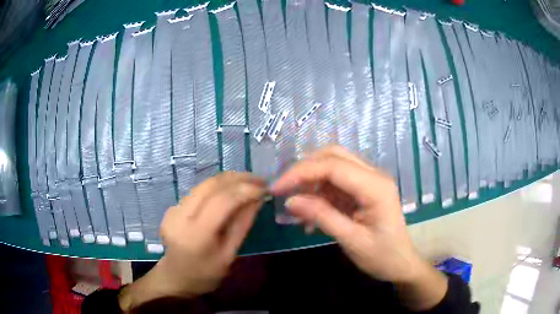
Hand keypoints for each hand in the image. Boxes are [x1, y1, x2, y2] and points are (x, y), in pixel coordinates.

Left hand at [119, 172, 265, 309]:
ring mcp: (172, 210)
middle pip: (210, 186)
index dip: (245, 190)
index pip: (222, 201)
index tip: (264, 188)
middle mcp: (180, 216)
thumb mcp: (229, 254)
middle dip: (238, 179)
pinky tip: (229, 191)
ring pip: (203, 185)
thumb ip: (242, 224)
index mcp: (196, 234)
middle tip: (259, 180)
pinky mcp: (171, 208)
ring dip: (227, 180)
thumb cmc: (206, 274)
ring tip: (248, 182)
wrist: (176, 278)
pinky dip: (216, 187)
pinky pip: (197, 191)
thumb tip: (257, 198)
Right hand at [271, 146, 446, 309]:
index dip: (301, 172)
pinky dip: (319, 192)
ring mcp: (370, 180)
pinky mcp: (364, 189)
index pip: (333, 166)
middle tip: (284, 189)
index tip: (277, 188)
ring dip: (311, 181)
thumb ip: (322, 216)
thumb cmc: (382, 256)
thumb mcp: (351, 240)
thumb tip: (290, 200)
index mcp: (375, 187)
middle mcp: (374, 175)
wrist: (401, 264)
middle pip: (333, 155)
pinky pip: (336, 181)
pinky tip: (311, 214)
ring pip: (333, 165)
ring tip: (296, 206)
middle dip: (305, 169)